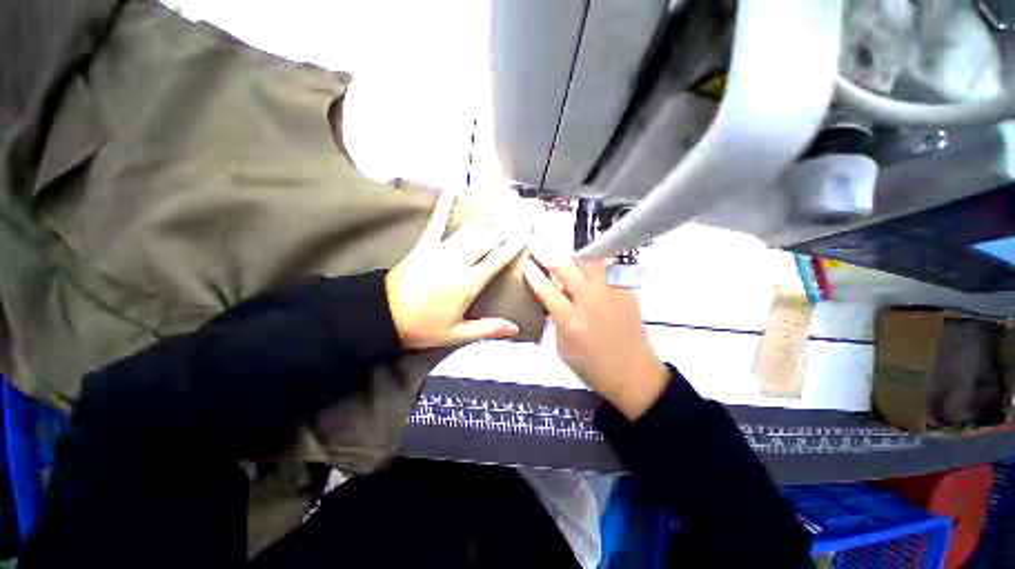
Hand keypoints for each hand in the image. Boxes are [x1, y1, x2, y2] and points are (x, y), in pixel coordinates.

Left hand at [386, 189, 526, 348]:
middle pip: (488, 240)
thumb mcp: (457, 334)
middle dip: (506, 225)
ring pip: (470, 229)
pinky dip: (444, 205)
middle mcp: (459, 262)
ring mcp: (441, 251)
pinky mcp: (424, 245)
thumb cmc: (423, 327)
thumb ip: (487, 329)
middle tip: (521, 210)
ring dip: (487, 214)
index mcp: (469, 284)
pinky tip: (452, 188)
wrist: (383, 316)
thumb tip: (515, 330)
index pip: (497, 259)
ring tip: (501, 200)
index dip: (513, 245)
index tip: (526, 232)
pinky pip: (437, 222)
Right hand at [521, 247, 668, 419]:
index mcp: (571, 321)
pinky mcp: (627, 291)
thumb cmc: (593, 367)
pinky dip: (596, 264)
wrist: (634, 374)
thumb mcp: (563, 348)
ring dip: (573, 256)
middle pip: (565, 268)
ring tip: (565, 254)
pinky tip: (590, 266)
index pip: (546, 289)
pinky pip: (609, 268)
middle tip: (536, 244)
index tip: (527, 265)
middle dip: (546, 254)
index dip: (533, 275)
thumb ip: (556, 320)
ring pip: (590, 261)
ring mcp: (611, 293)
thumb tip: (552, 298)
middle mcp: (590, 302)